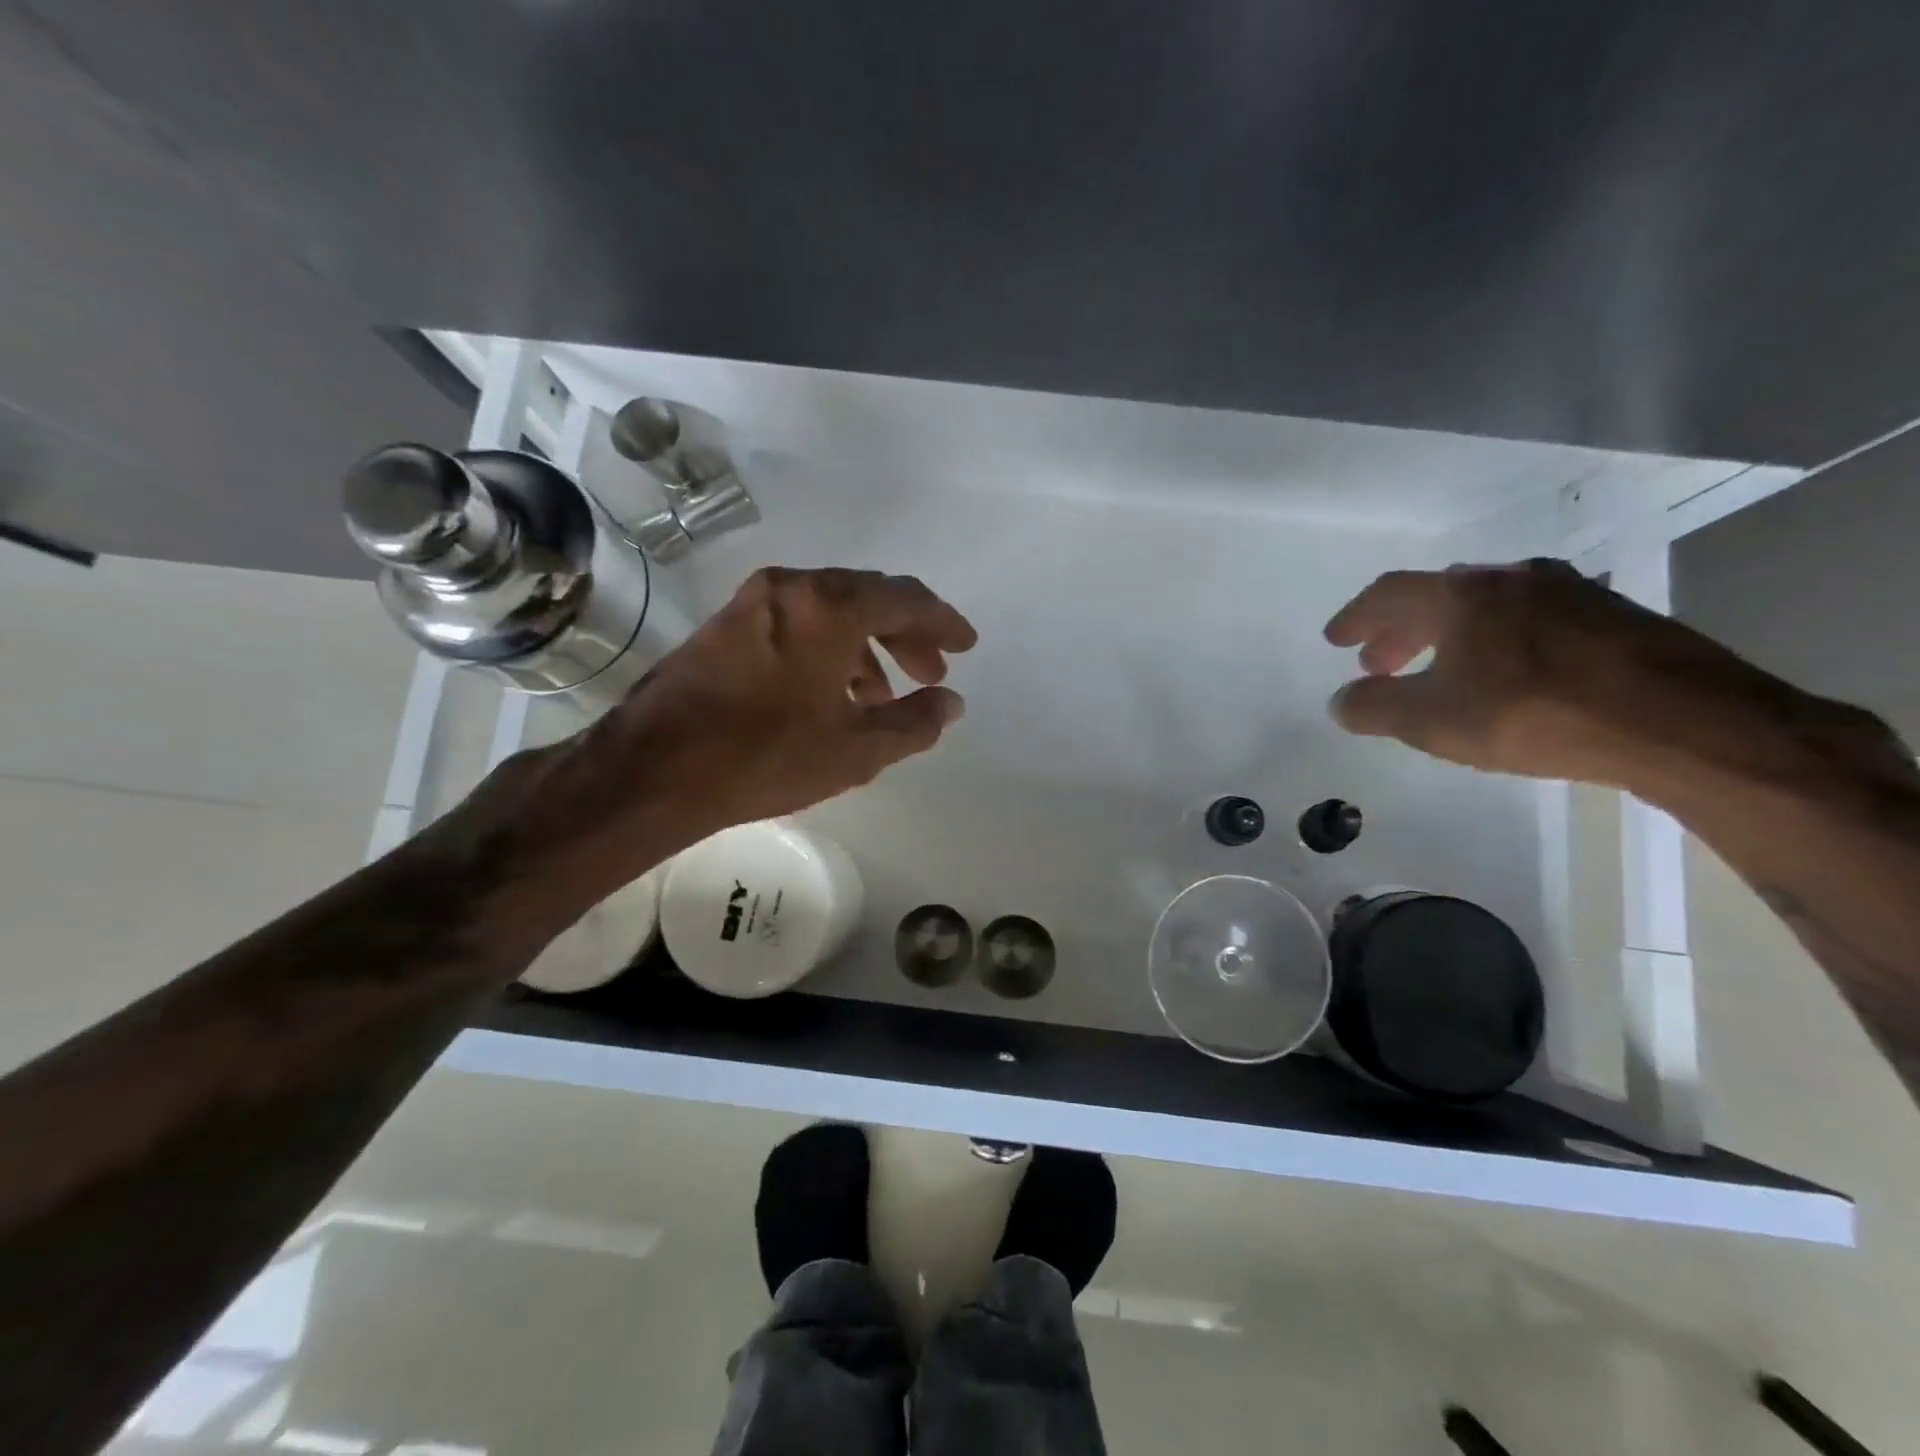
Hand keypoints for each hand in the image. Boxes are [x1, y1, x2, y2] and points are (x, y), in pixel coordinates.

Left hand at [449, 567, 977, 906]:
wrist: (653, 770)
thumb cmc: (766, 757)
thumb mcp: (857, 749)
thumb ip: (915, 723)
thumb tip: (952, 704)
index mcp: (830, 606)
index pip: (906, 598)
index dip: (943, 622)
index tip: (966, 646)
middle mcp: (791, 588)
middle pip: (868, 598)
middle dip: (906, 636)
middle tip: (931, 674)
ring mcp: (752, 603)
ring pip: (829, 613)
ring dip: (866, 649)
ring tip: (881, 699)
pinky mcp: (725, 626)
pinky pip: (796, 625)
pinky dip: (827, 652)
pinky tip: (832, 697)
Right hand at [1321, 557, 1887, 791]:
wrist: (1681, 722)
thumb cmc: (1534, 714)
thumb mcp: (1433, 722)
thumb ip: (1375, 708)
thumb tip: (1341, 701)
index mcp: (1462, 596)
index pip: (1390, 593)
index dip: (1356, 617)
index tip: (1337, 640)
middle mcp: (1512, 579)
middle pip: (1439, 596)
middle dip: (1401, 630)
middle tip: (1381, 664)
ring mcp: (1570, 592)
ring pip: (1489, 605)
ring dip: (1451, 634)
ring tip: (1442, 668)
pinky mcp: (1614, 615)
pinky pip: (1532, 619)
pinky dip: (1499, 640)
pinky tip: (1508, 673)